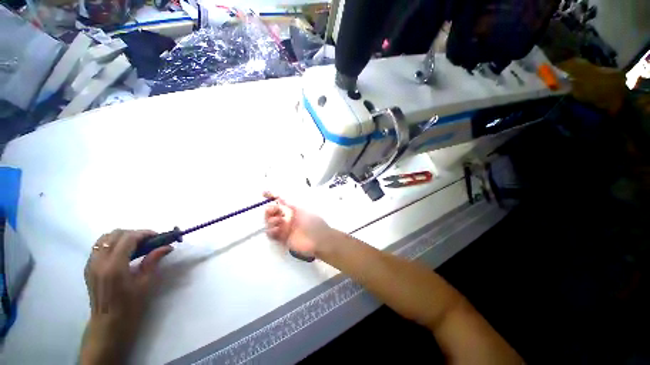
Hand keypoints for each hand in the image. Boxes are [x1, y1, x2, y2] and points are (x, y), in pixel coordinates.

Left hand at [81, 229, 171, 364]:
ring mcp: (91, 264)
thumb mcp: (145, 283)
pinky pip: (99, 247)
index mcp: (114, 266)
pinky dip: (112, 244)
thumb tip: (167, 247)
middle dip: (134, 233)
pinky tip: (122, 253)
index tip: (157, 236)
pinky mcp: (88, 268)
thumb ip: (153, 261)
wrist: (108, 324)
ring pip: (104, 238)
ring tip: (135, 245)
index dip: (144, 233)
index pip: (128, 238)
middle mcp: (99, 261)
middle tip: (148, 241)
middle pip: (115, 234)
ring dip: (121, 237)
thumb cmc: (130, 306)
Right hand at [263, 192, 334, 256]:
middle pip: (273, 213)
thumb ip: (290, 204)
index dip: (272, 197)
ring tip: (277, 221)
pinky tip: (276, 229)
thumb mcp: (302, 210)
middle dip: (269, 210)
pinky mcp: (283, 239)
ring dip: (270, 220)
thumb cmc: (312, 221)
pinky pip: (272, 235)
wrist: (319, 239)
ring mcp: (285, 229)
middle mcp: (287, 218)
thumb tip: (280, 196)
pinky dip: (271, 231)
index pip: (280, 202)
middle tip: (270, 209)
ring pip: (270, 223)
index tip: (264, 193)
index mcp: (293, 210)